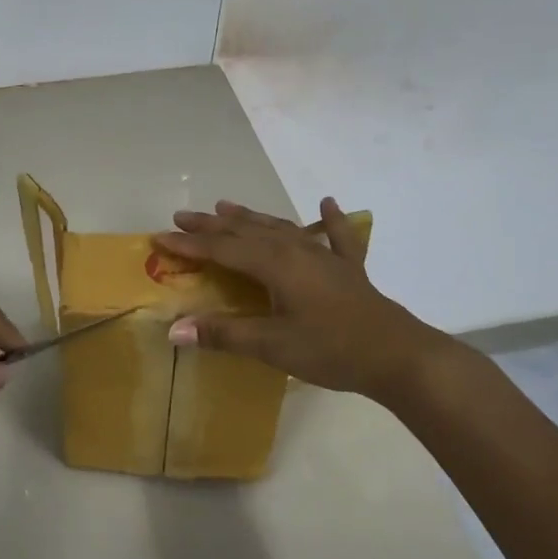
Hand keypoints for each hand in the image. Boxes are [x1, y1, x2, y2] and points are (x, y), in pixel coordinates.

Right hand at [153, 198, 455, 399]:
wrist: (398, 355)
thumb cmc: (331, 349)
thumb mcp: (272, 346)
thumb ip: (224, 334)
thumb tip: (174, 329)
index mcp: (274, 264)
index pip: (221, 250)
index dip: (189, 244)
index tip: (159, 238)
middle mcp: (295, 250)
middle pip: (245, 232)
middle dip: (211, 225)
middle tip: (182, 217)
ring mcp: (324, 256)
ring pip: (279, 228)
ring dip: (250, 218)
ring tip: (225, 207)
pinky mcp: (347, 269)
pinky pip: (336, 236)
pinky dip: (329, 220)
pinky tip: (328, 203)